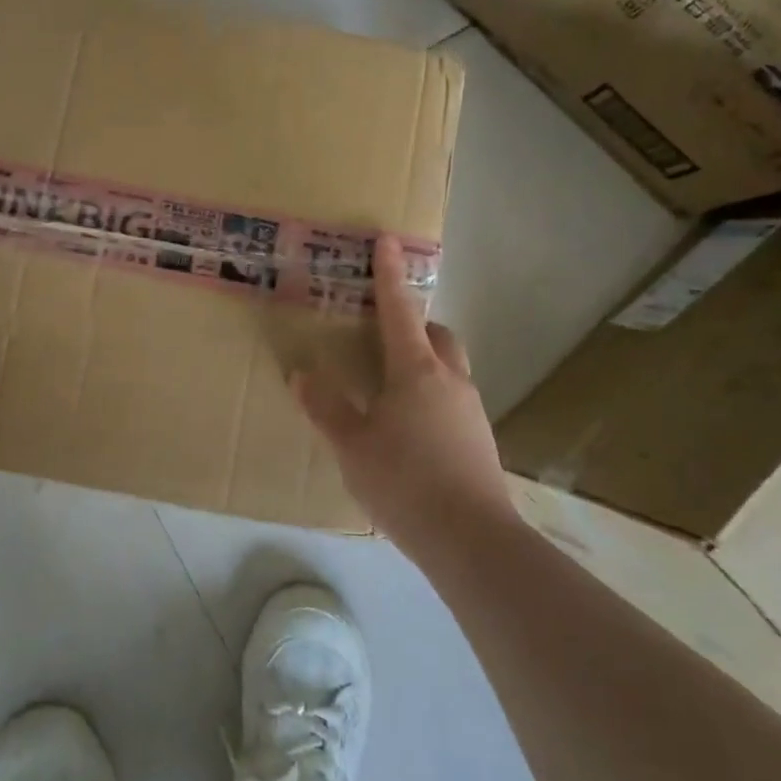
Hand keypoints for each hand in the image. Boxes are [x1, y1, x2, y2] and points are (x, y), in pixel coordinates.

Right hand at [294, 237, 508, 547]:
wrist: (471, 540)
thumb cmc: (404, 481)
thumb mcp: (352, 445)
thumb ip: (326, 408)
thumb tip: (302, 374)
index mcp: (416, 371)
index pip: (399, 310)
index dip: (390, 275)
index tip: (387, 240)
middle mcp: (449, 380)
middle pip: (436, 335)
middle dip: (414, 324)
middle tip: (383, 335)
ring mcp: (470, 410)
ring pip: (447, 368)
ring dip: (423, 363)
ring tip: (389, 388)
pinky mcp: (478, 440)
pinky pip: (451, 400)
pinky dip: (430, 397)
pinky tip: (408, 429)